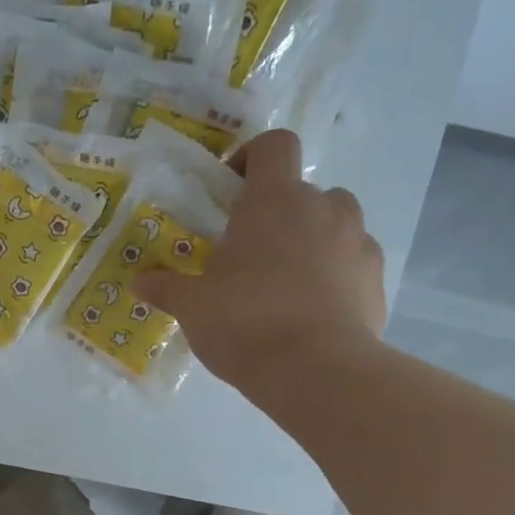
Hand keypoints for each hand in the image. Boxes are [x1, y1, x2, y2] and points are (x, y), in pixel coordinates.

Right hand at [136, 129, 384, 393]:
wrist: (316, 370)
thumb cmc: (245, 322)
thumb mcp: (193, 307)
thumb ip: (166, 288)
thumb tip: (139, 283)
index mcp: (274, 200)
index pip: (274, 144)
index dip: (252, 157)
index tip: (232, 191)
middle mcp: (323, 208)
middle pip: (305, 189)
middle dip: (280, 213)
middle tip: (253, 252)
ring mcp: (357, 241)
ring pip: (337, 222)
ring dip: (314, 238)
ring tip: (287, 280)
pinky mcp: (376, 278)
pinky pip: (354, 261)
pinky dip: (336, 274)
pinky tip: (314, 309)